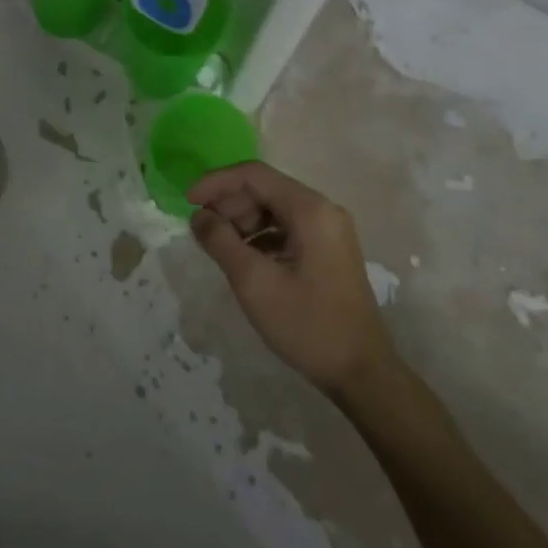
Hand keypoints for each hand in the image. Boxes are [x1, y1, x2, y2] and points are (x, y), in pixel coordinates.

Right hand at [187, 162, 402, 400]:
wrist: (361, 372)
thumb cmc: (307, 325)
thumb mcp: (254, 283)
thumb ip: (220, 242)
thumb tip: (198, 215)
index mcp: (310, 210)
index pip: (254, 175)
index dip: (216, 182)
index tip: (187, 202)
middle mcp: (323, 210)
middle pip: (265, 189)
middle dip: (229, 203)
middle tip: (202, 231)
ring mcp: (329, 230)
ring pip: (274, 209)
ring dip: (243, 221)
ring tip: (219, 248)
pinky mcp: (328, 250)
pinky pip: (286, 228)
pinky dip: (260, 236)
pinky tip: (244, 259)